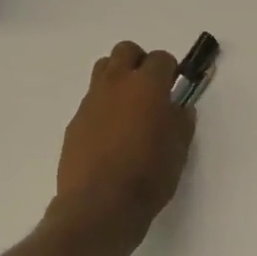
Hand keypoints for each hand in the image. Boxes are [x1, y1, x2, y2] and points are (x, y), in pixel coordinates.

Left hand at [52, 41, 195, 245]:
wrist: (100, 205)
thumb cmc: (149, 176)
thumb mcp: (179, 150)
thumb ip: (181, 122)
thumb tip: (179, 108)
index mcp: (147, 86)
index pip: (161, 59)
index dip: (171, 72)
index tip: (175, 90)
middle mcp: (116, 84)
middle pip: (126, 51)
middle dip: (140, 63)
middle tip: (151, 91)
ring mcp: (91, 101)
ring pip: (103, 69)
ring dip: (119, 78)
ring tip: (129, 108)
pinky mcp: (75, 121)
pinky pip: (92, 100)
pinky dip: (104, 107)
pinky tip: (112, 135)